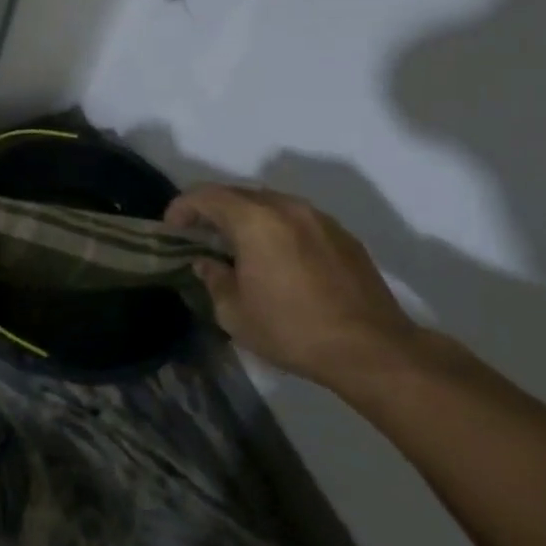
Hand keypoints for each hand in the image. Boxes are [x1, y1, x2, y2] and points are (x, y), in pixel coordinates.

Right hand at [164, 184, 419, 387]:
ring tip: (238, 245)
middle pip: (237, 194)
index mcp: (254, 220)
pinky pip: (297, 219)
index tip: (172, 229)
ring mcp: (319, 219)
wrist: (373, 351)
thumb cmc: (293, 330)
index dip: (181, 208)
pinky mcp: (343, 236)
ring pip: (270, 203)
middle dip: (213, 210)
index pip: (205, 196)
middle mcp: (287, 208)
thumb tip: (206, 263)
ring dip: (246, 217)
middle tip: (200, 236)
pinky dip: (277, 228)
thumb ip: (213, 279)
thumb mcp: (234, 313)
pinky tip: (277, 257)